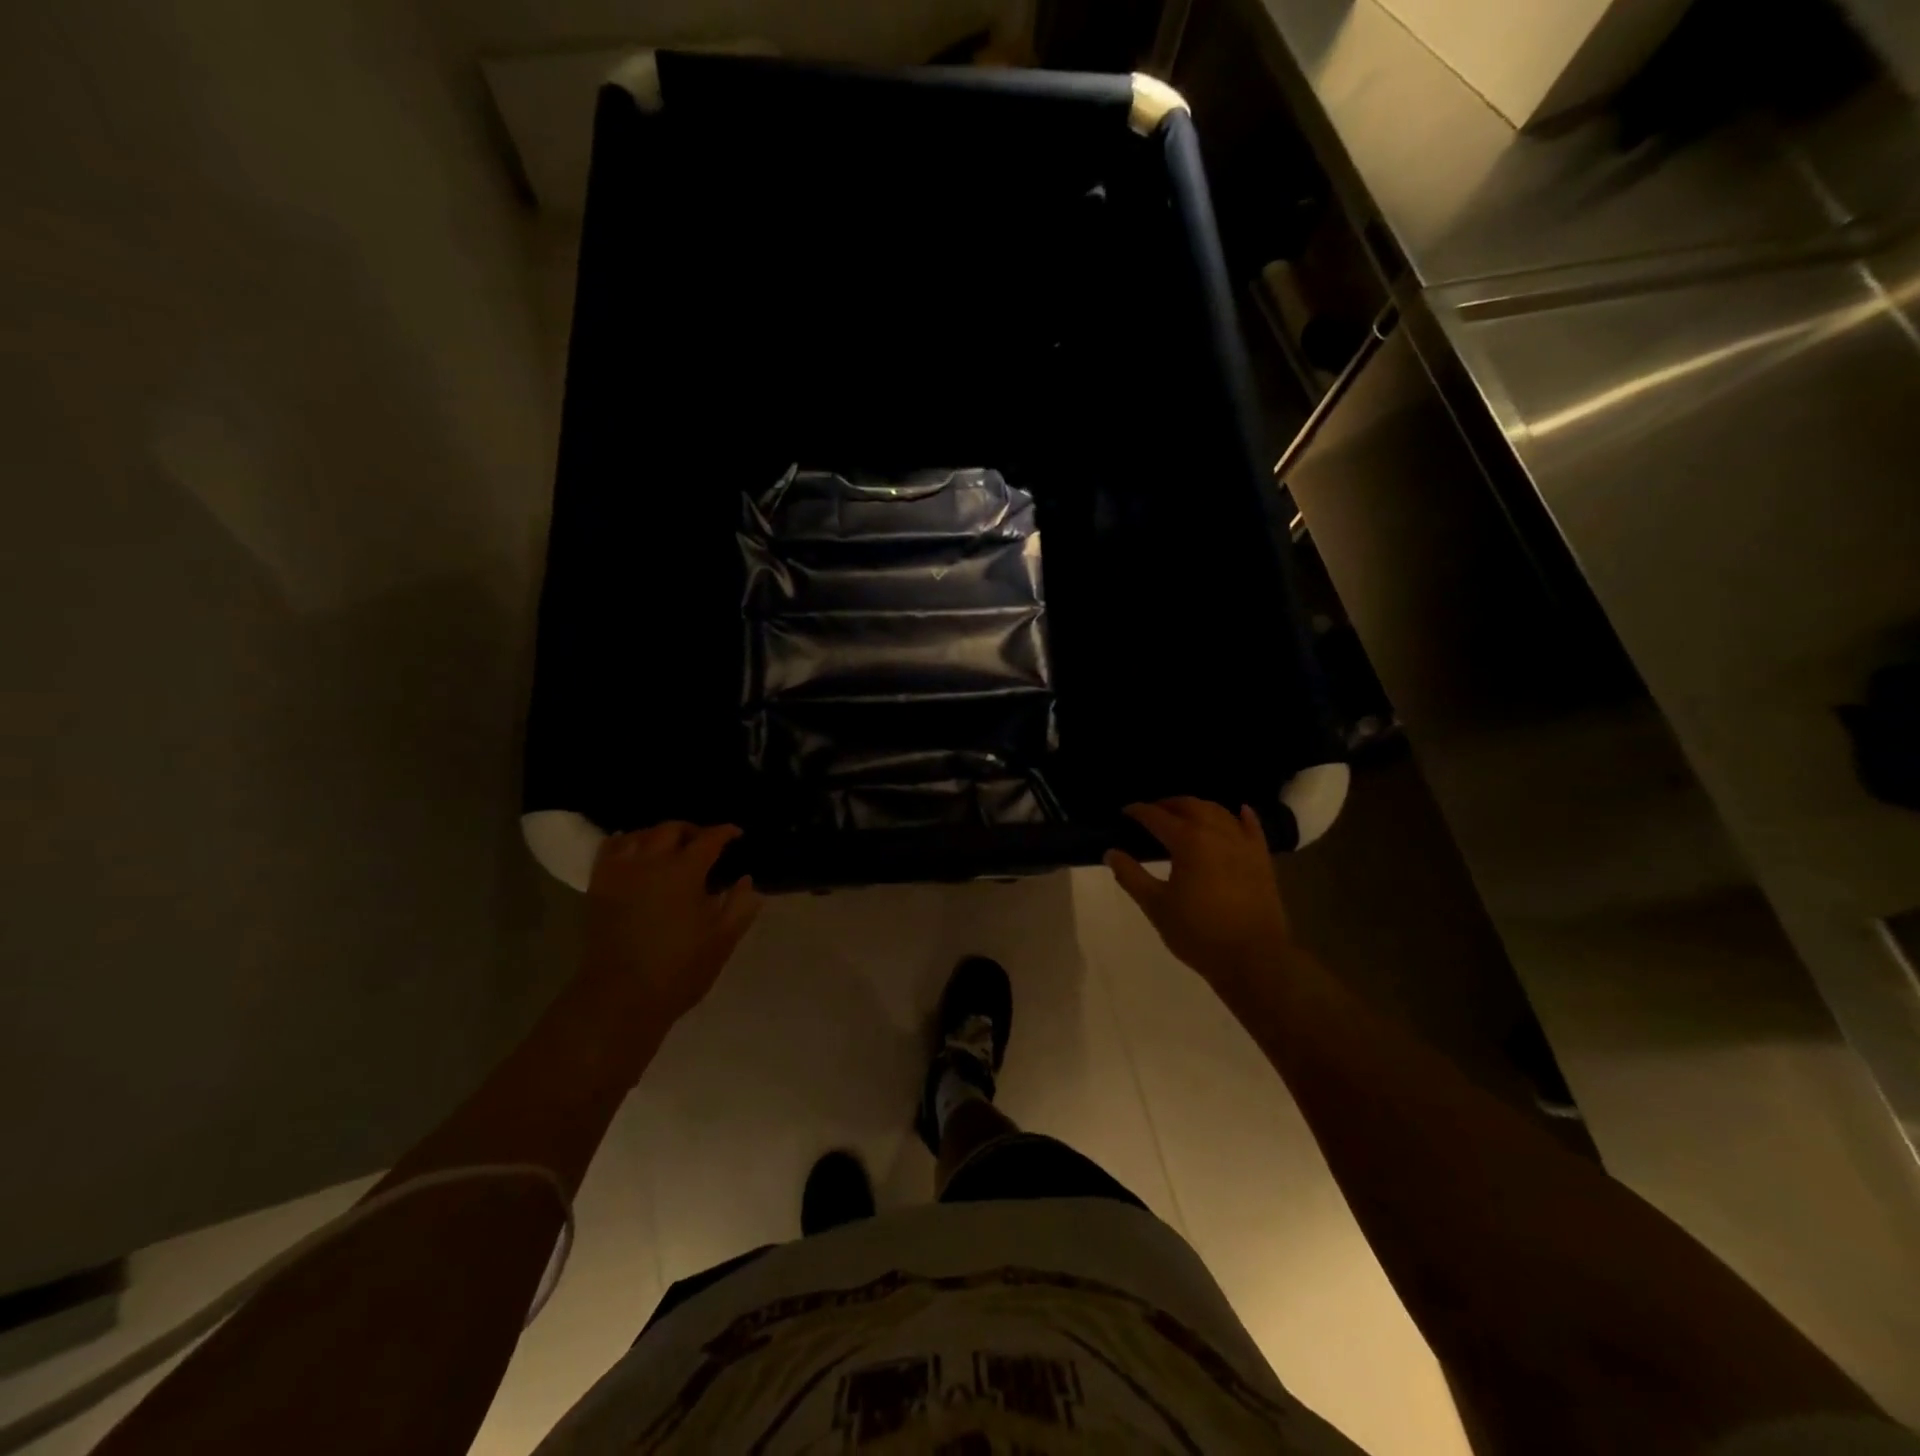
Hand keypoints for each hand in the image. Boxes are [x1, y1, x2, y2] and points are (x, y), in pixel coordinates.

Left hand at [581, 823, 761, 1023]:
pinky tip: (634, 850)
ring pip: (640, 834)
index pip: (708, 839)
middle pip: (672, 829)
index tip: (736, 834)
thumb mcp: (722, 940)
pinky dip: (626, 842)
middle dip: (693, 830)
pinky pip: (610, 849)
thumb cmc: (679, 970)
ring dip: (660, 834)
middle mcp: (650, 862)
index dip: (725, 832)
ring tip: (671, 846)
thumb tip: (746, 880)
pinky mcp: (598, 887)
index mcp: (684, 872)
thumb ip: (740, 905)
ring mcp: (620, 872)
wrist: (620, 998)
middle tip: (706, 843)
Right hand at [1105, 798, 1296, 991]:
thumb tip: (1111, 852)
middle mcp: (1217, 833)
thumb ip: (1131, 876)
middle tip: (1151, 812)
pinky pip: (1252, 827)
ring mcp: (1243, 844)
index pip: (1157, 817)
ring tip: (1185, 815)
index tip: (1125, 812)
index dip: (1138, 812)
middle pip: (1189, 806)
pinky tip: (1239, 811)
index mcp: (1188, 841)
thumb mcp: (1156, 906)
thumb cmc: (1199, 933)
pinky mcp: (1262, 859)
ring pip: (1219, 812)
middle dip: (1168, 804)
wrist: (1254, 959)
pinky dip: (1242, 816)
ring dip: (1198, 807)